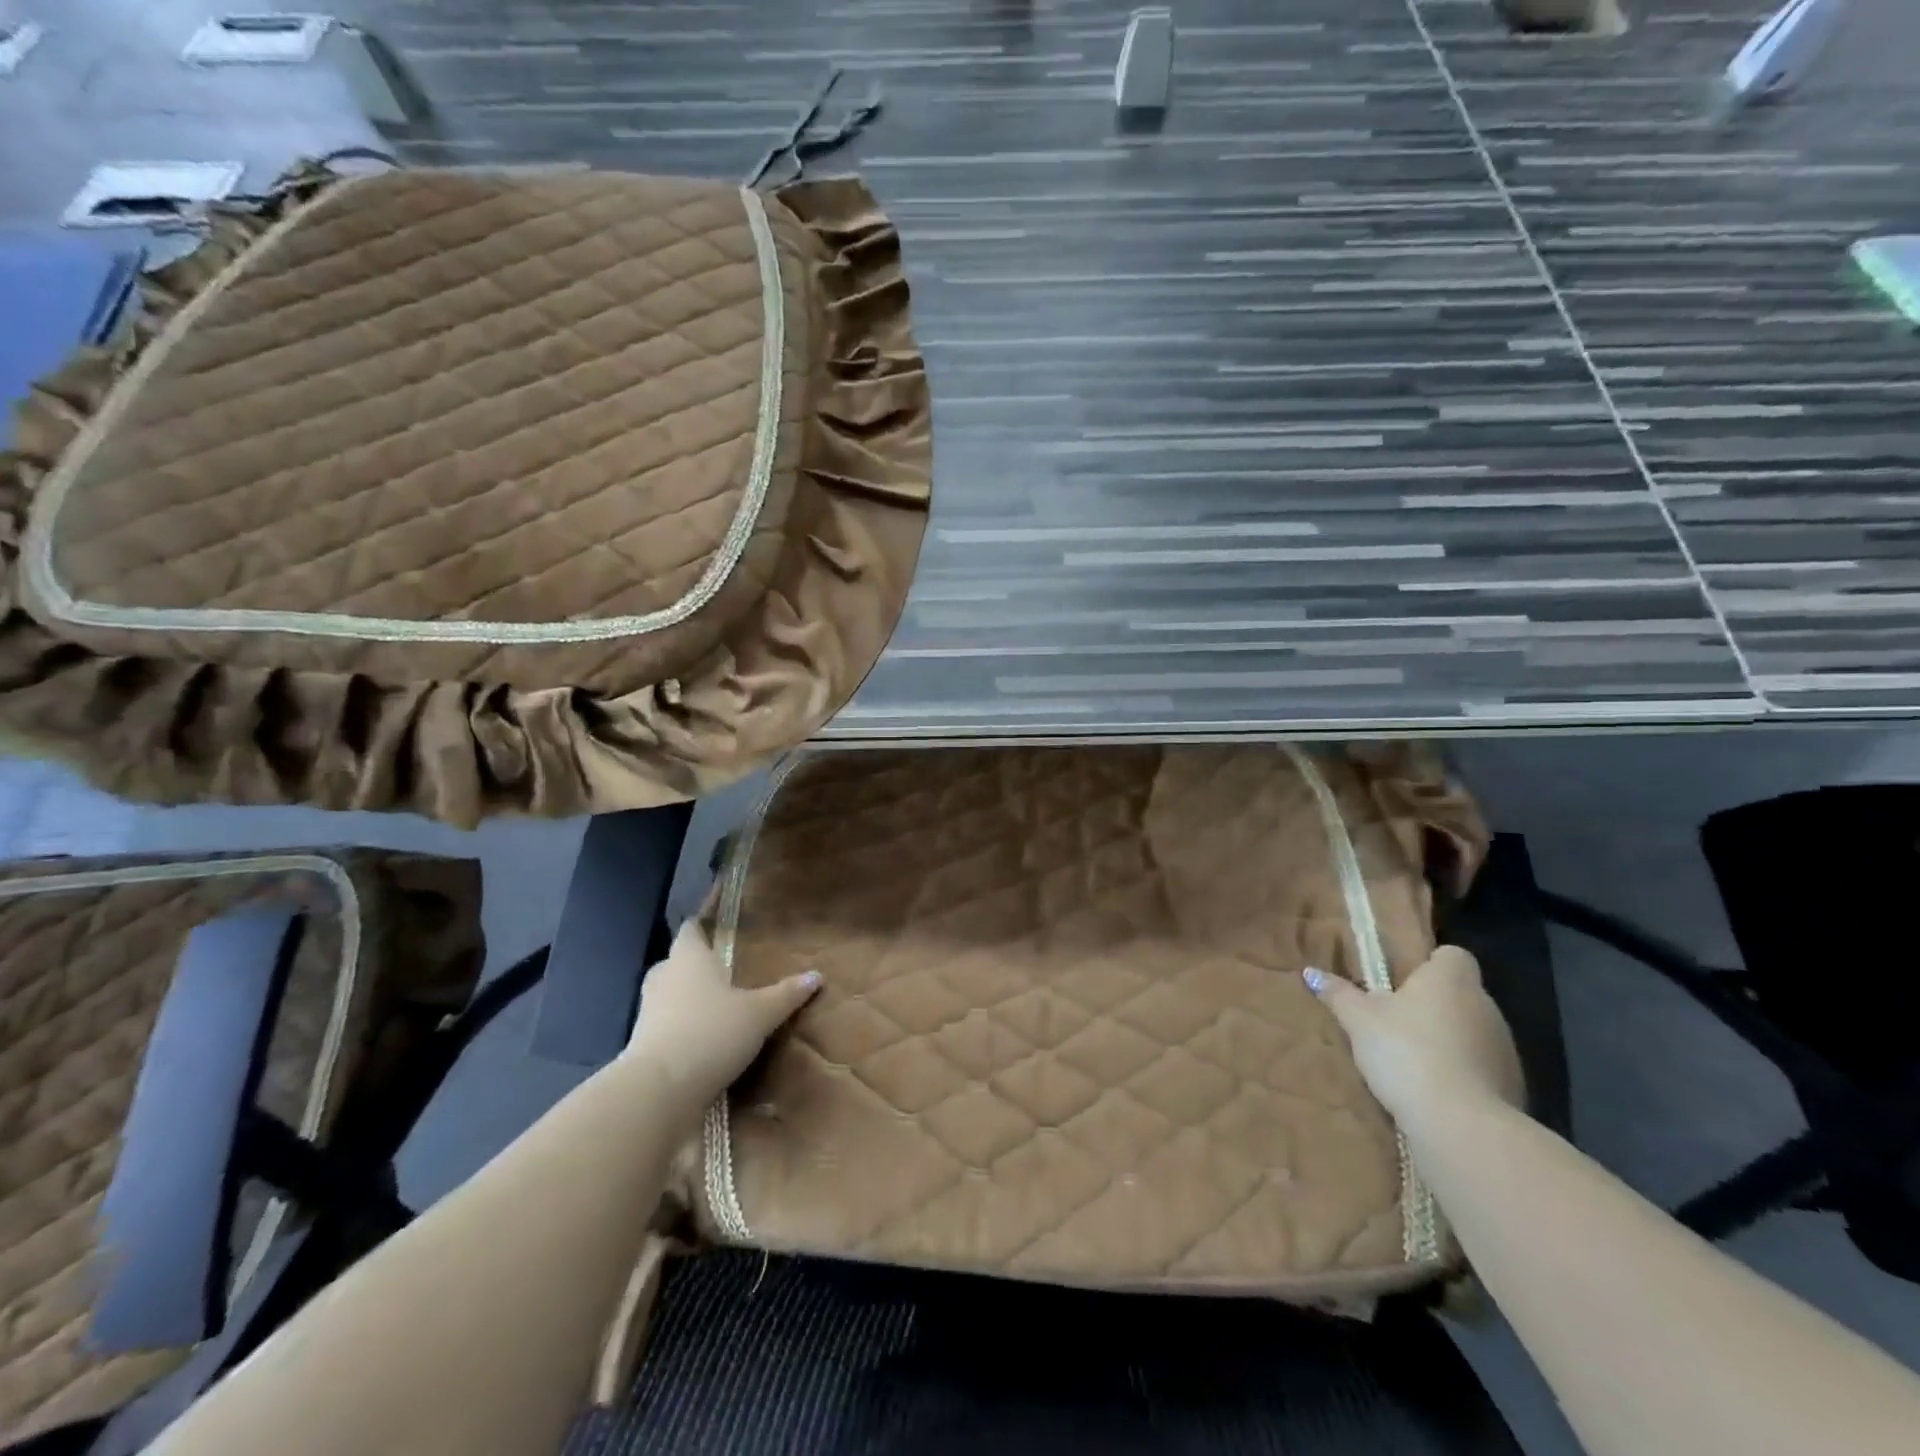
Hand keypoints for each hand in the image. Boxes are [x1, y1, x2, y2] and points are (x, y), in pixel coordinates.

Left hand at [626, 922, 819, 1108]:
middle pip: (678, 960)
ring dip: (690, 997)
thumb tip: (817, 975)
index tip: (719, 915)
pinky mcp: (644, 1046)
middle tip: (725, 965)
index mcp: (688, 957)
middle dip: (698, 962)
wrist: (659, 1092)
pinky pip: (668, 1025)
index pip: (693, 927)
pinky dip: (684, 1027)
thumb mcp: (760, 1013)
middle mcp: (664, 978)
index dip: (705, 919)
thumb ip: (786, 994)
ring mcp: (648, 1013)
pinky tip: (708, 1038)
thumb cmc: (710, 1033)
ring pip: (671, 994)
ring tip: (720, 1003)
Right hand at [1305, 947, 1524, 1124]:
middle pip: (1460, 993)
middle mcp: (1485, 1005)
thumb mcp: (1359, 1021)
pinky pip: (1481, 1066)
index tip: (1404, 982)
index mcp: (1451, 980)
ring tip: (1412, 1059)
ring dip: (1449, 1039)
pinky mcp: (1513, 1085)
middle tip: (1395, 1021)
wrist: (1460, 1124)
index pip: (1452, 955)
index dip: (1430, 964)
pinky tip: (1435, 1089)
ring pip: (1472, 1030)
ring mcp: (1505, 1047)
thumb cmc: (1405, 1052)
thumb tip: (1311, 972)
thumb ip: (1338, 994)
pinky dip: (1463, 1071)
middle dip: (1433, 1004)